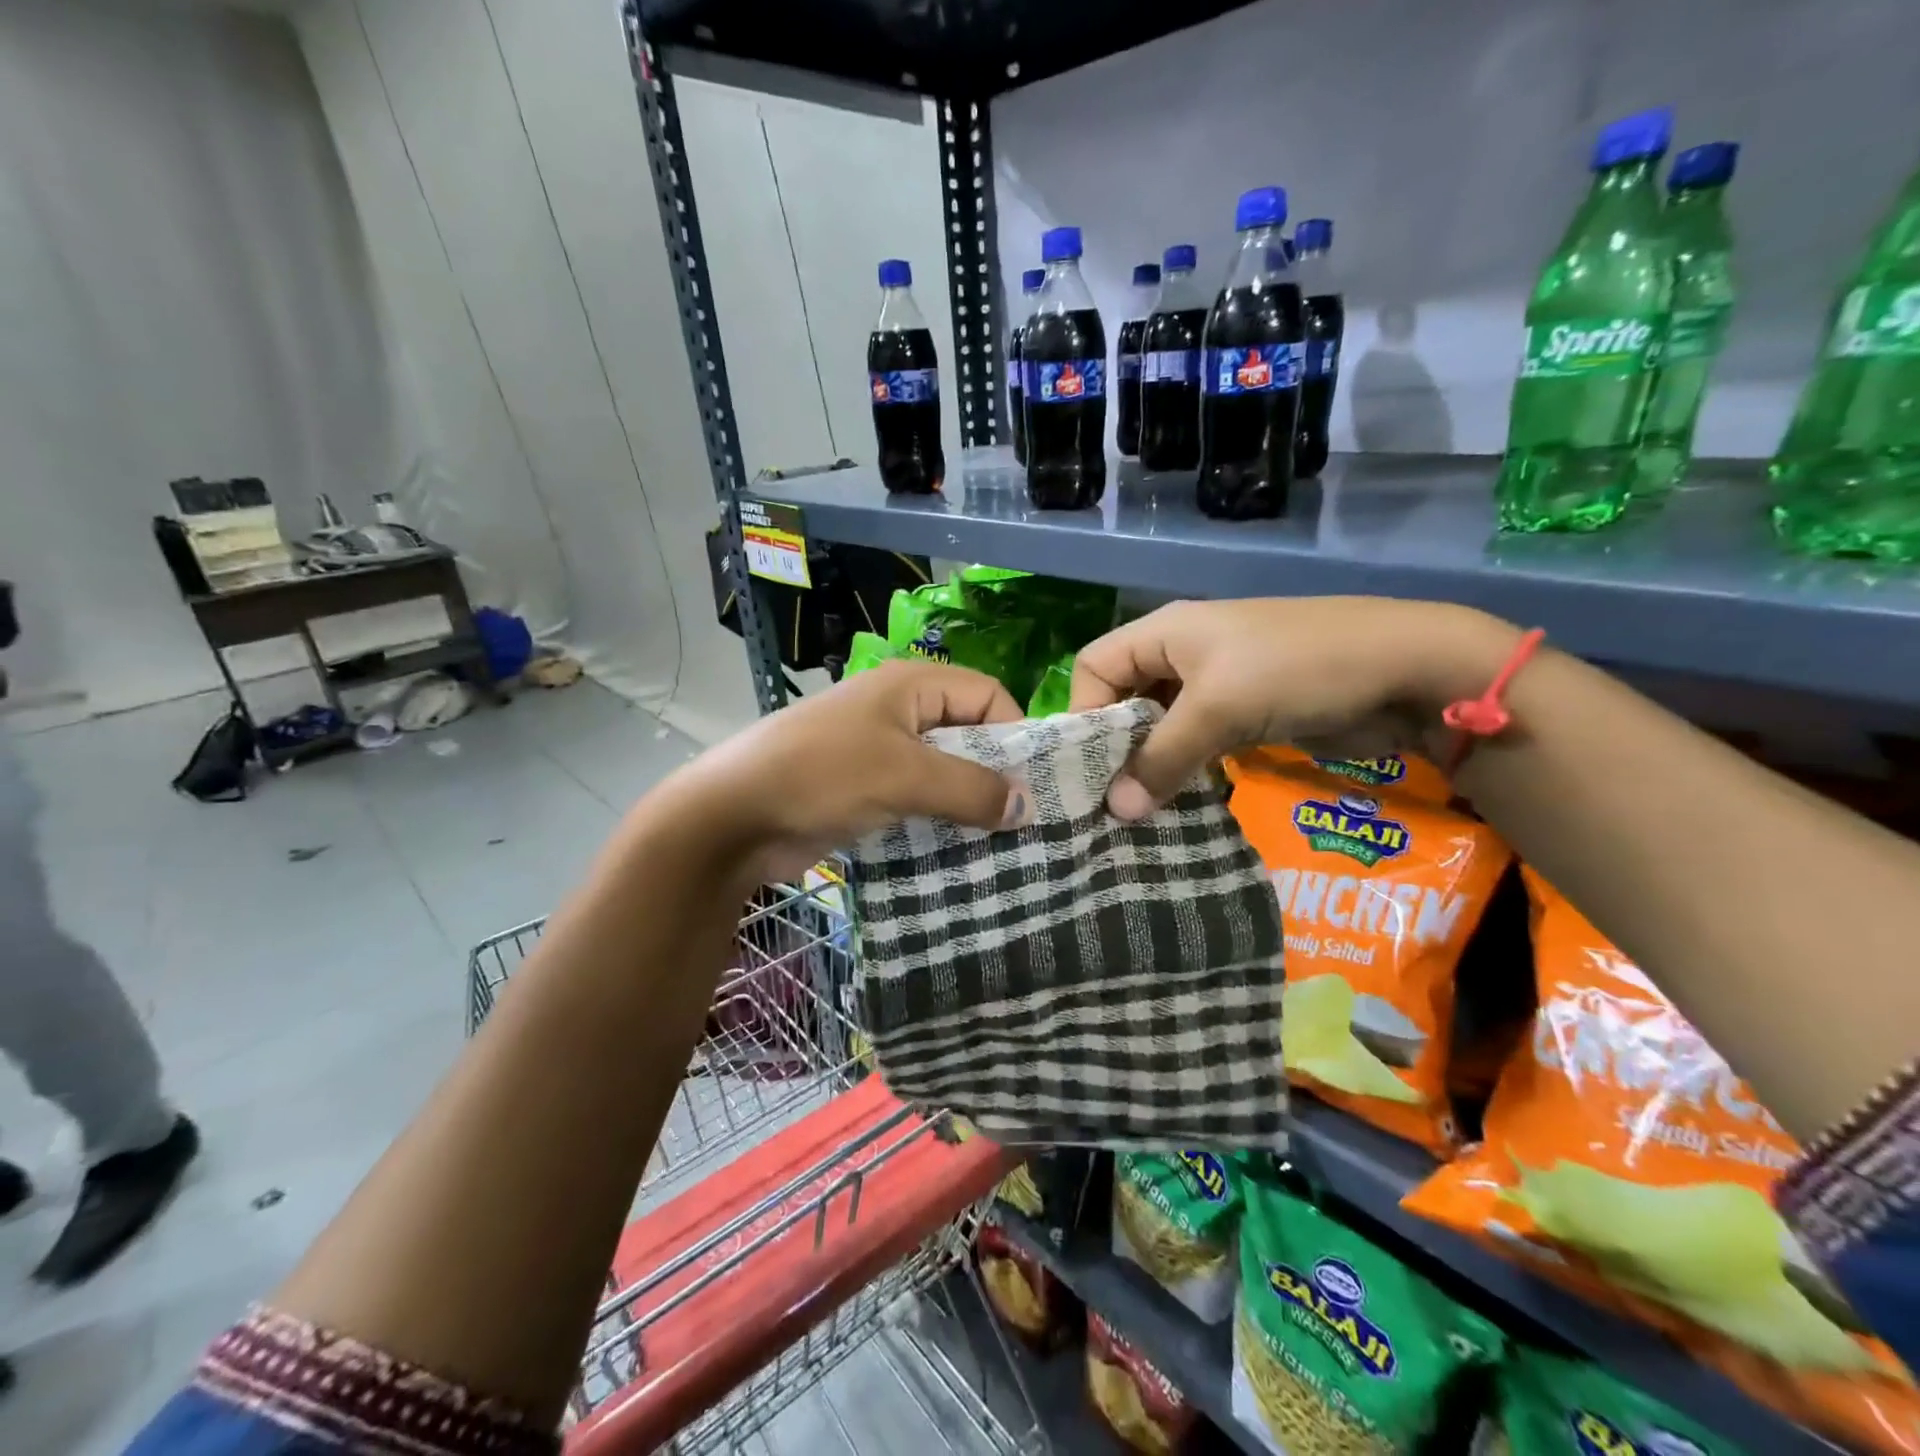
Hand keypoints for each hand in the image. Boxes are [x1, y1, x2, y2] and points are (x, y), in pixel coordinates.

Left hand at [667, 659, 1027, 882]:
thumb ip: (971, 788)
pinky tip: (960, 853)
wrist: (732, 816)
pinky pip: (918, 801)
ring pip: (944, 773)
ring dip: (968, 805)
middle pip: (968, 735)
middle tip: (1024, 823)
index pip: (988, 695)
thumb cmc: (822, 775)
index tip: (1034, 785)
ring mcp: (880, 753)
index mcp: (911, 685)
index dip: (1016, 733)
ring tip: (1001, 845)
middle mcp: (900, 711)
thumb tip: (1027, 806)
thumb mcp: (905, 775)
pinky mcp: (866, 791)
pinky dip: (939, 822)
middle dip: (996, 775)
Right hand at [1069, 597, 1520, 819]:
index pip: (1094, 666)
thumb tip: (1114, 812)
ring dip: (1149, 764)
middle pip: (1123, 698)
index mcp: (1165, 632)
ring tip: (1139, 810)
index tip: (1090, 766)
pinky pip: (1195, 742)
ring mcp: (1215, 685)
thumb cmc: (1297, 670)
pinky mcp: (1244, 714)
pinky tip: (1177, 801)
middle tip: (1109, 800)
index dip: (1083, 711)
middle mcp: (1181, 654)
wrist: (1407, 670)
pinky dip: (1182, 769)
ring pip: (1159, 726)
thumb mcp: (1218, 709)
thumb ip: (1161, 758)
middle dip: (1114, 746)